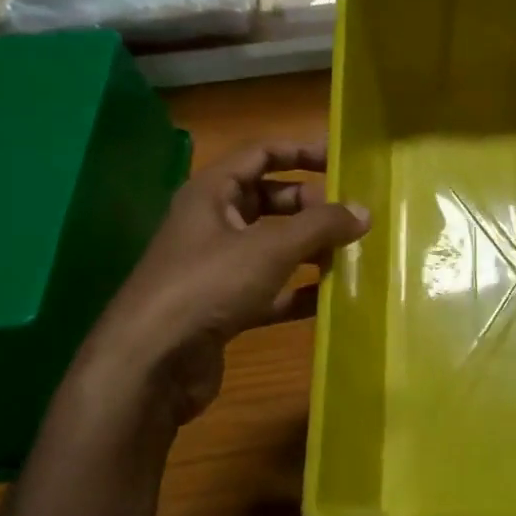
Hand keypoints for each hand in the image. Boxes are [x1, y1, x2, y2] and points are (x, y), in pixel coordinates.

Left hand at [70, 140, 368, 431]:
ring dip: (308, 248)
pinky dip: (298, 290)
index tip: (341, 161)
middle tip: (351, 217)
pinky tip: (331, 298)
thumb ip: (319, 226)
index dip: (301, 151)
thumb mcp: (270, 248)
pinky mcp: (223, 306)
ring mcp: (217, 267)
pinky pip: (270, 289)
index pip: (261, 154)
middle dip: (310, 205)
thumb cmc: (208, 285)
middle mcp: (212, 223)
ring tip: (351, 253)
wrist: (151, 363)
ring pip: (272, 246)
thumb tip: (364, 211)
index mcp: (212, 192)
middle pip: (269, 200)